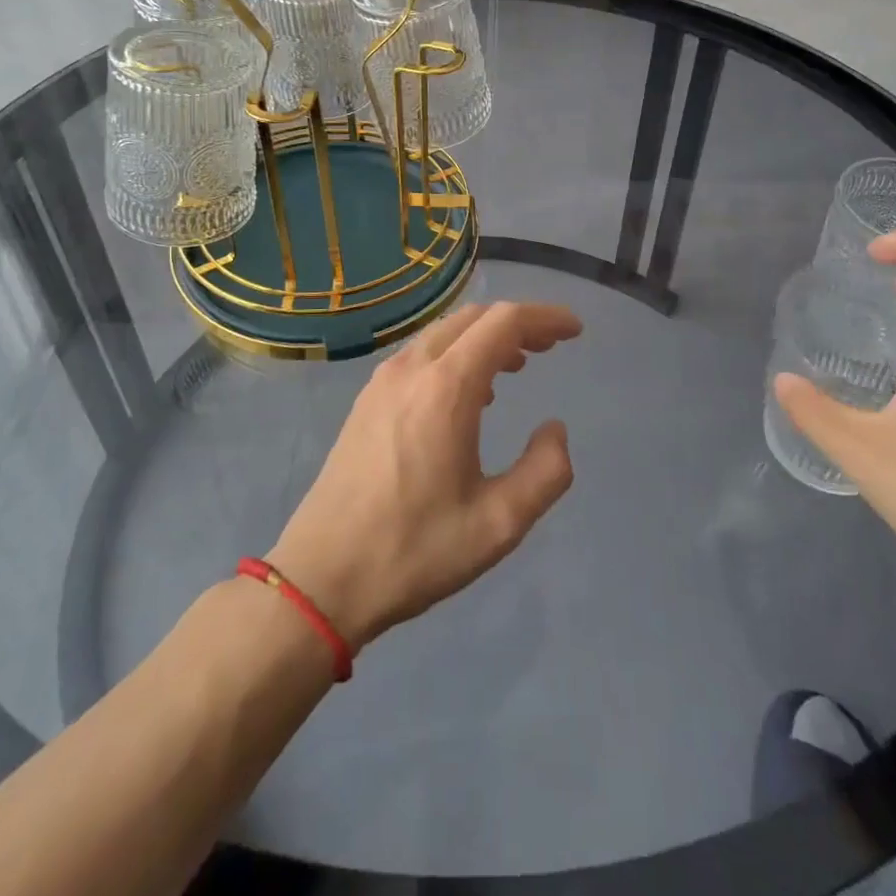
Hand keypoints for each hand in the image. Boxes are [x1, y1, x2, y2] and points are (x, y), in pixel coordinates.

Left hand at [266, 301, 582, 649]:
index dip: (544, 318)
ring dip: (484, 337)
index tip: (575, 331)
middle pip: (473, 318)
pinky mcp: (367, 400)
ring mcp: (383, 381)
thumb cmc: (414, 550)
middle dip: (517, 324)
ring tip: (517, 365)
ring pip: (444, 333)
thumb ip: (545, 471)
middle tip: (550, 347)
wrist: (320, 577)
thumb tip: (555, 429)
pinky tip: (470, 393)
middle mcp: (412, 369)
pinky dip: (456, 354)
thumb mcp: (498, 523)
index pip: (503, 323)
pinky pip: (421, 354)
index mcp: (446, 388)